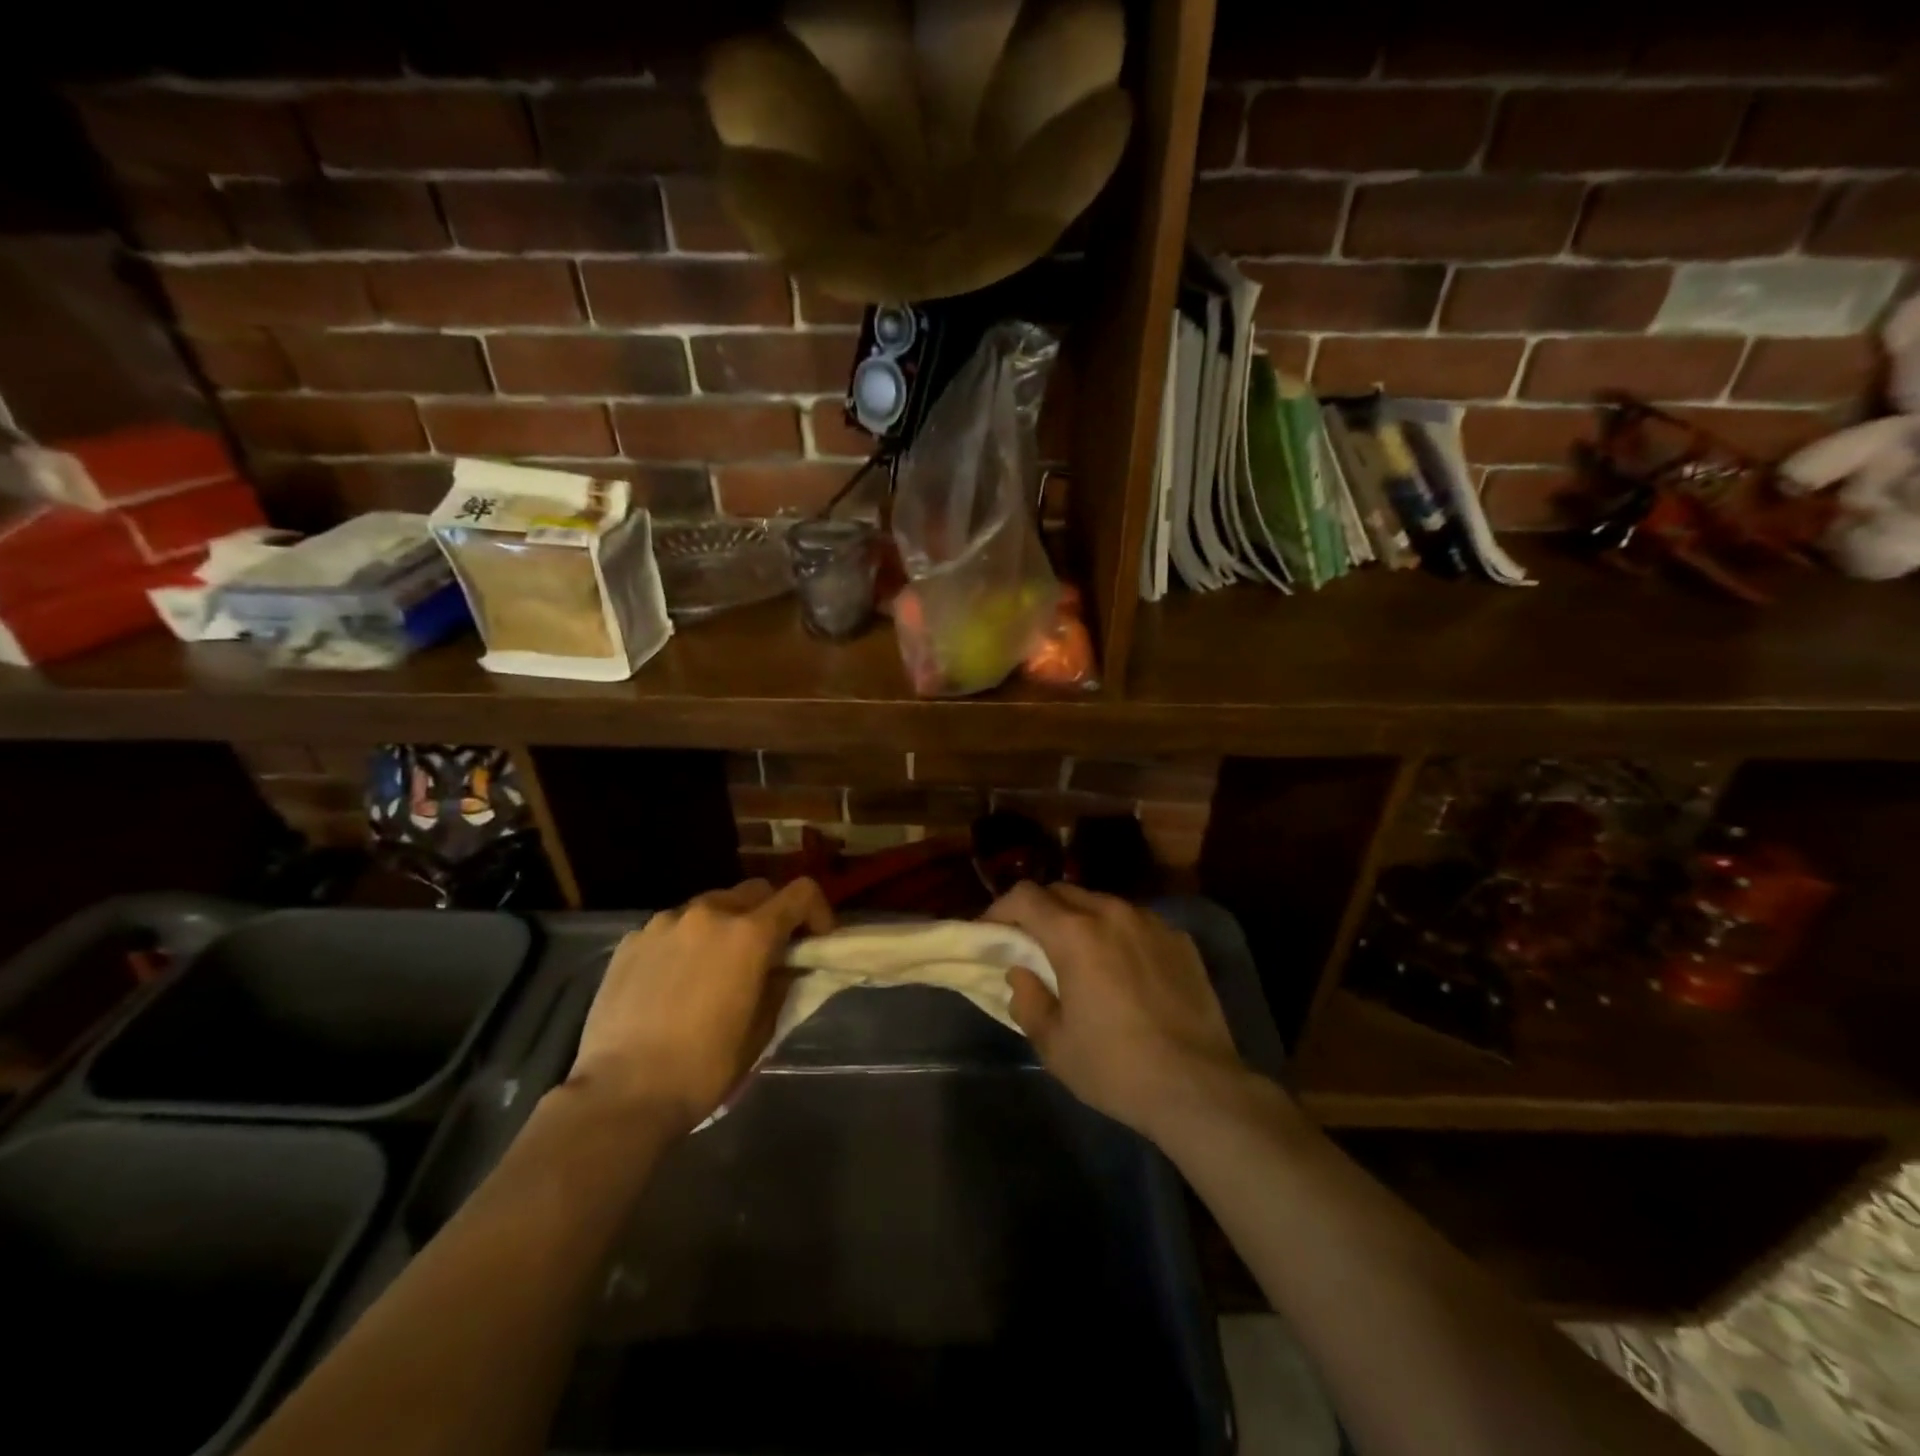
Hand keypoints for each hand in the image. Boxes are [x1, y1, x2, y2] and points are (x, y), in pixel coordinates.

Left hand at [568, 879, 831, 1130]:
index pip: (801, 894)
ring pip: (711, 906)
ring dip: (725, 926)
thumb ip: (781, 984)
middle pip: (755, 891)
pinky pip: (672, 927)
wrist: (620, 1094)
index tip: (817, 939)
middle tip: (768, 953)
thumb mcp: (761, 1030)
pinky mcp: (631, 940)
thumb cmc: (703, 1068)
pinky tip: (674, 981)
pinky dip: (686, 942)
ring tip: (716, 967)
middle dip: (770, 914)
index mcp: (749, 934)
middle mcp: (709, 914)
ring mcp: (664, 923)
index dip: (818, 911)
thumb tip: (786, 966)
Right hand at [984, 882, 1255, 1140]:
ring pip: (1101, 903)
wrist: (1199, 1087)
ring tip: (1079, 956)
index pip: (1025, 897)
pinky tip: (1123, 970)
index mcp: (1075, 933)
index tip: (990, 933)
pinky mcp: (1180, 940)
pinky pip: (1136, 923)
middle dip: (1039, 911)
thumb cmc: (1116, 1067)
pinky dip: (1117, 934)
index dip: (1000, 909)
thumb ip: (1027, 1000)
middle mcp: (1113, 913)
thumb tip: (1021, 973)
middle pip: (1063, 892)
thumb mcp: (1054, 1044)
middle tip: (1030, 945)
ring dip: (1080, 920)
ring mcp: (1151, 923)